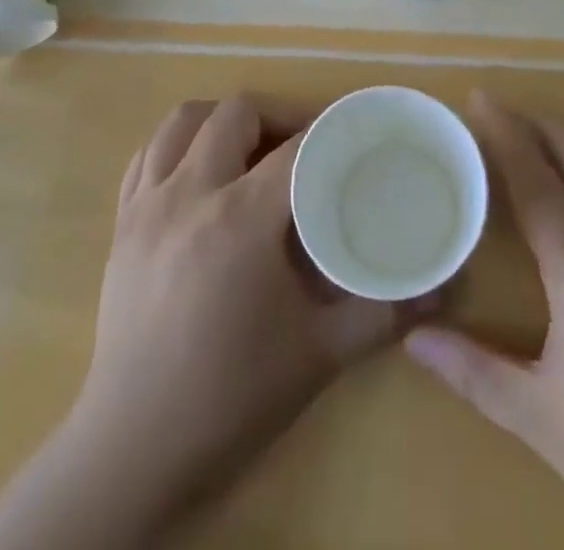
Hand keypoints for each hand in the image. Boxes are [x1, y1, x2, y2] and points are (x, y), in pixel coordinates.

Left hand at [0, 96, 426, 549]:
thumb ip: (383, 312)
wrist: (135, 449)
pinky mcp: (121, 224)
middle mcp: (188, 194)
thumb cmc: (232, 397)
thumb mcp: (320, 354)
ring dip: (221, 120)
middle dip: (275, 116)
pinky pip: (146, 155)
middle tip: (303, 144)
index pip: (294, 147)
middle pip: (235, 113)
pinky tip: (198, 171)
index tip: (352, 135)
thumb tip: (442, 286)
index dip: (328, 132)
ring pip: (181, 122)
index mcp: (239, 218)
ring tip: (250, 146)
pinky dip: (177, 145)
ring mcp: (146, 205)